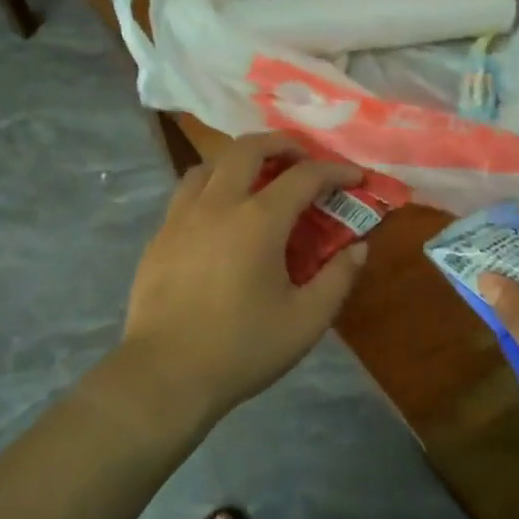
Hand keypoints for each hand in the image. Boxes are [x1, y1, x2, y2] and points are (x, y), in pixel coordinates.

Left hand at [115, 132, 369, 428]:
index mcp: (259, 220)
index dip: (335, 171)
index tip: (355, 177)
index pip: (304, 176)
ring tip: (258, 181)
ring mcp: (182, 216)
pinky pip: (187, 192)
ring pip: (210, 164)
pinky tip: (220, 216)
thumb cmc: (242, 348)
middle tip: (302, 159)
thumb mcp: (306, 321)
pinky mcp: (160, 235)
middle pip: (249, 147)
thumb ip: (338, 279)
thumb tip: (359, 248)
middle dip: (282, 144)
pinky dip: (212, 187)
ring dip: (240, 161)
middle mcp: (218, 204)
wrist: (165, 374)